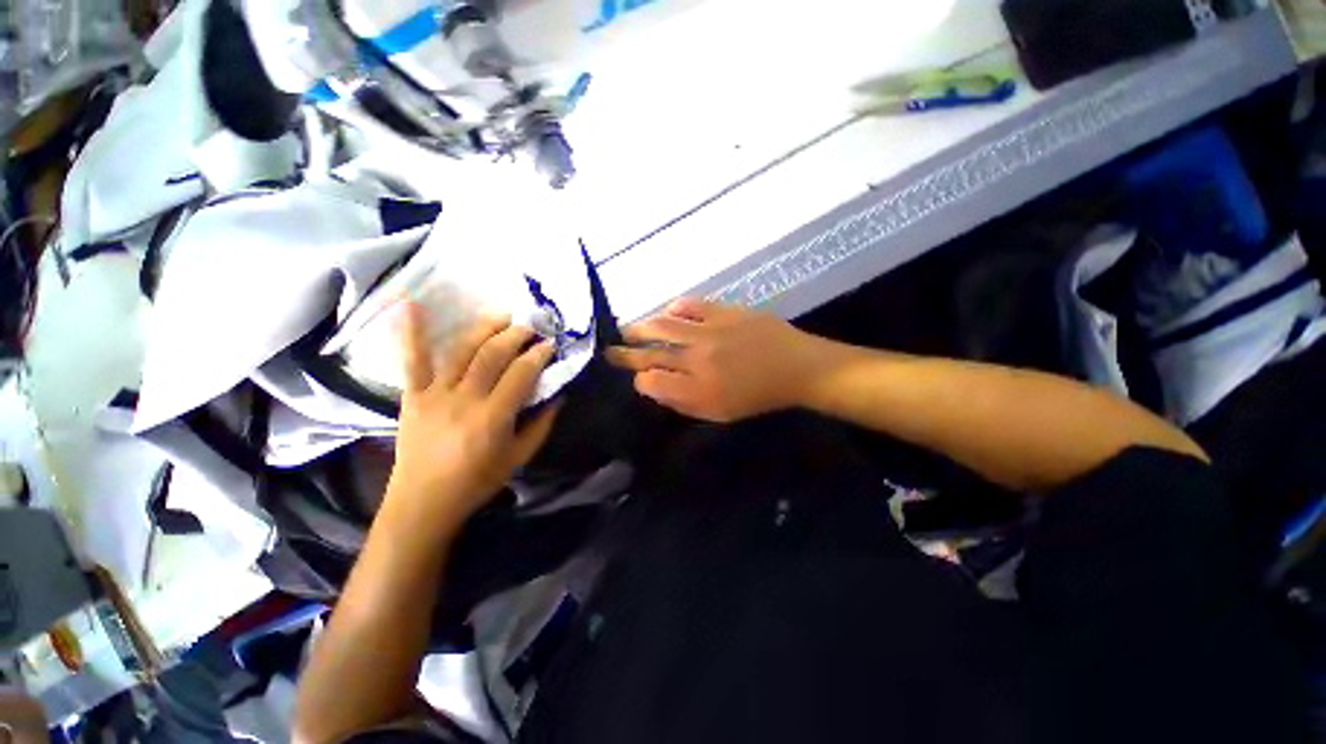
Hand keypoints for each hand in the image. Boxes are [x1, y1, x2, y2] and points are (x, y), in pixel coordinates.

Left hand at [387, 304, 560, 526]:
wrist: (423, 503)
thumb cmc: (477, 482)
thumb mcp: (520, 457)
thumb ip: (542, 424)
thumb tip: (560, 395)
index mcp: (493, 417)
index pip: (521, 374)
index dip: (539, 355)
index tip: (550, 343)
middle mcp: (464, 399)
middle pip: (493, 355)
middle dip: (515, 335)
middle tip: (530, 325)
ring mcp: (434, 395)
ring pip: (461, 350)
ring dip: (484, 328)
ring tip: (501, 314)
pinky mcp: (412, 396)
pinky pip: (412, 361)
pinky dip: (411, 332)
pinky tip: (411, 304)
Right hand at [607, 298, 826, 422]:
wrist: (796, 368)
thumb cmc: (757, 396)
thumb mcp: (720, 413)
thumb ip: (684, 402)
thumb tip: (655, 387)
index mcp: (698, 390)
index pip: (652, 382)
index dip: (640, 380)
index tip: (638, 378)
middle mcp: (697, 360)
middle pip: (651, 354)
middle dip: (626, 353)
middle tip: (610, 350)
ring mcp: (709, 332)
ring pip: (663, 327)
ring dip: (641, 328)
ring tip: (628, 329)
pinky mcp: (723, 312)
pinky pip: (690, 306)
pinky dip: (674, 309)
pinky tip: (667, 313)